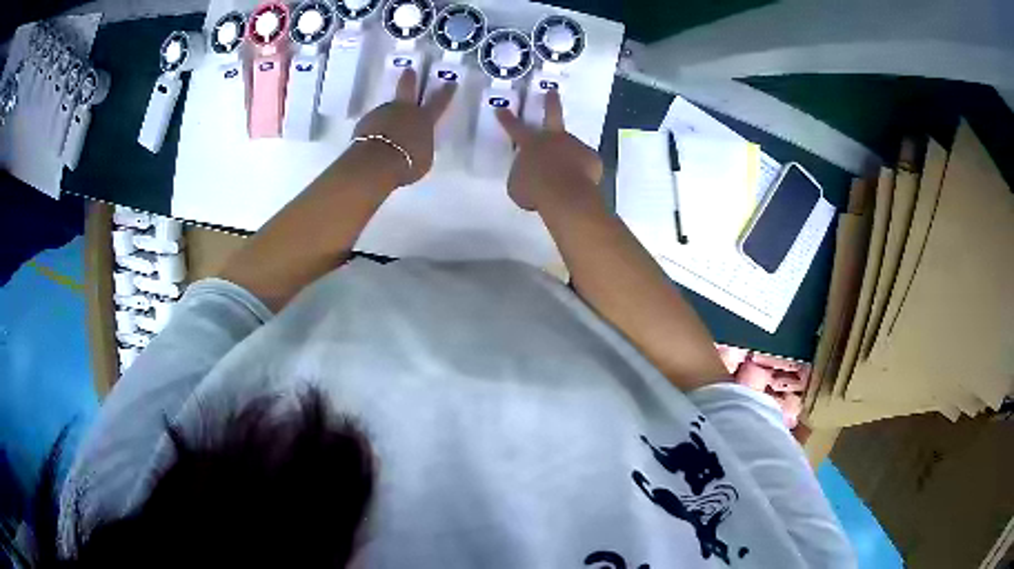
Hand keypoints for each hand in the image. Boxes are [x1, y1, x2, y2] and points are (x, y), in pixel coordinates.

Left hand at [352, 69, 454, 185]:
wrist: (375, 163)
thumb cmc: (407, 163)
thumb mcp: (424, 158)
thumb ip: (422, 145)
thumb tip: (417, 141)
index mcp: (424, 118)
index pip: (439, 102)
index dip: (446, 92)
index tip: (451, 83)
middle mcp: (403, 110)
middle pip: (407, 89)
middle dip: (410, 79)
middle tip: (409, 70)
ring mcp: (382, 113)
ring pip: (387, 110)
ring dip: (388, 117)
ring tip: (386, 132)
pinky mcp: (365, 122)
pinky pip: (373, 124)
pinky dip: (375, 130)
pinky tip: (374, 142)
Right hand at [495, 89, 602, 211]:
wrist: (566, 196)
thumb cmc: (535, 190)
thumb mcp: (517, 185)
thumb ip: (523, 174)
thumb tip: (530, 173)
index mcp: (531, 143)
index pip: (515, 128)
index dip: (507, 118)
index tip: (501, 109)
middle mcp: (554, 139)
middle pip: (552, 114)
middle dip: (551, 102)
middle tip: (552, 92)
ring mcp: (575, 145)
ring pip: (571, 149)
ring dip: (569, 158)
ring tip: (567, 178)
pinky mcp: (592, 158)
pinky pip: (585, 166)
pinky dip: (582, 174)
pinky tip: (579, 185)